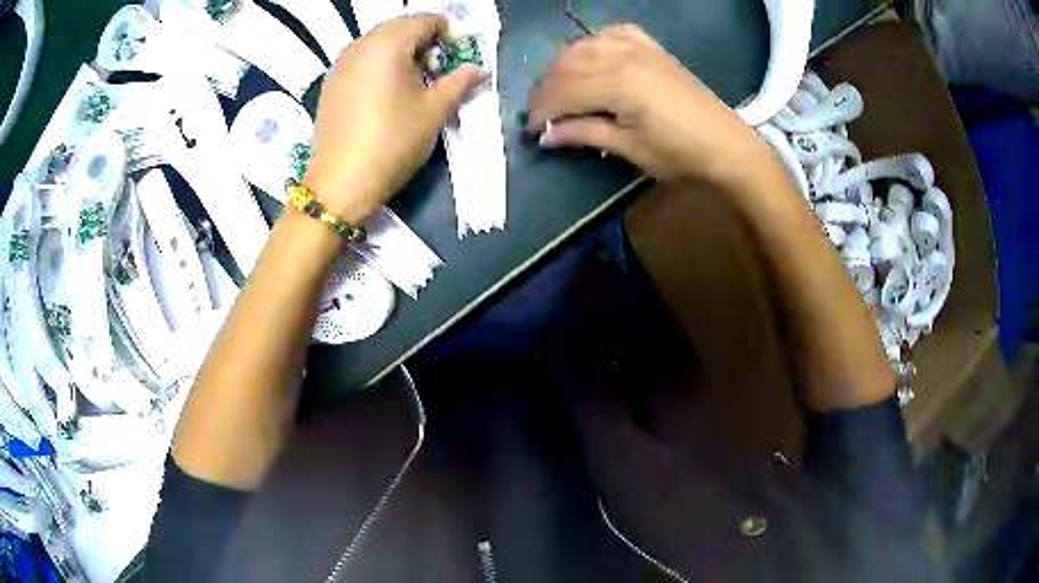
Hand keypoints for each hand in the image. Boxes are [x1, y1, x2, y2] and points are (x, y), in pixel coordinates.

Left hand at [305, 14, 484, 221]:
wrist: (340, 183)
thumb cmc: (392, 143)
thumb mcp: (434, 112)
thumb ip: (459, 82)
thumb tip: (479, 69)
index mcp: (388, 44)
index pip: (423, 20)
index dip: (446, 31)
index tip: (456, 53)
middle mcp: (360, 45)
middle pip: (398, 27)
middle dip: (421, 39)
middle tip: (435, 67)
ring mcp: (340, 63)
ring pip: (376, 42)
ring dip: (399, 51)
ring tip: (411, 80)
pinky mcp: (330, 82)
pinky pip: (360, 58)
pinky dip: (378, 63)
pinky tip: (384, 91)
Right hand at [528, 24, 774, 183]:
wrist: (727, 146)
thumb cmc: (679, 155)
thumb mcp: (630, 148)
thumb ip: (585, 133)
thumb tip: (546, 135)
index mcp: (616, 83)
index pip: (562, 91)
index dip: (541, 111)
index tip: (531, 130)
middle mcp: (622, 56)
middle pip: (568, 65)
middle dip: (547, 89)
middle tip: (542, 113)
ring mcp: (639, 47)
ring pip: (585, 45)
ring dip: (565, 65)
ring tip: (562, 88)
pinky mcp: (653, 48)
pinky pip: (614, 33)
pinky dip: (596, 43)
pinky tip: (593, 56)